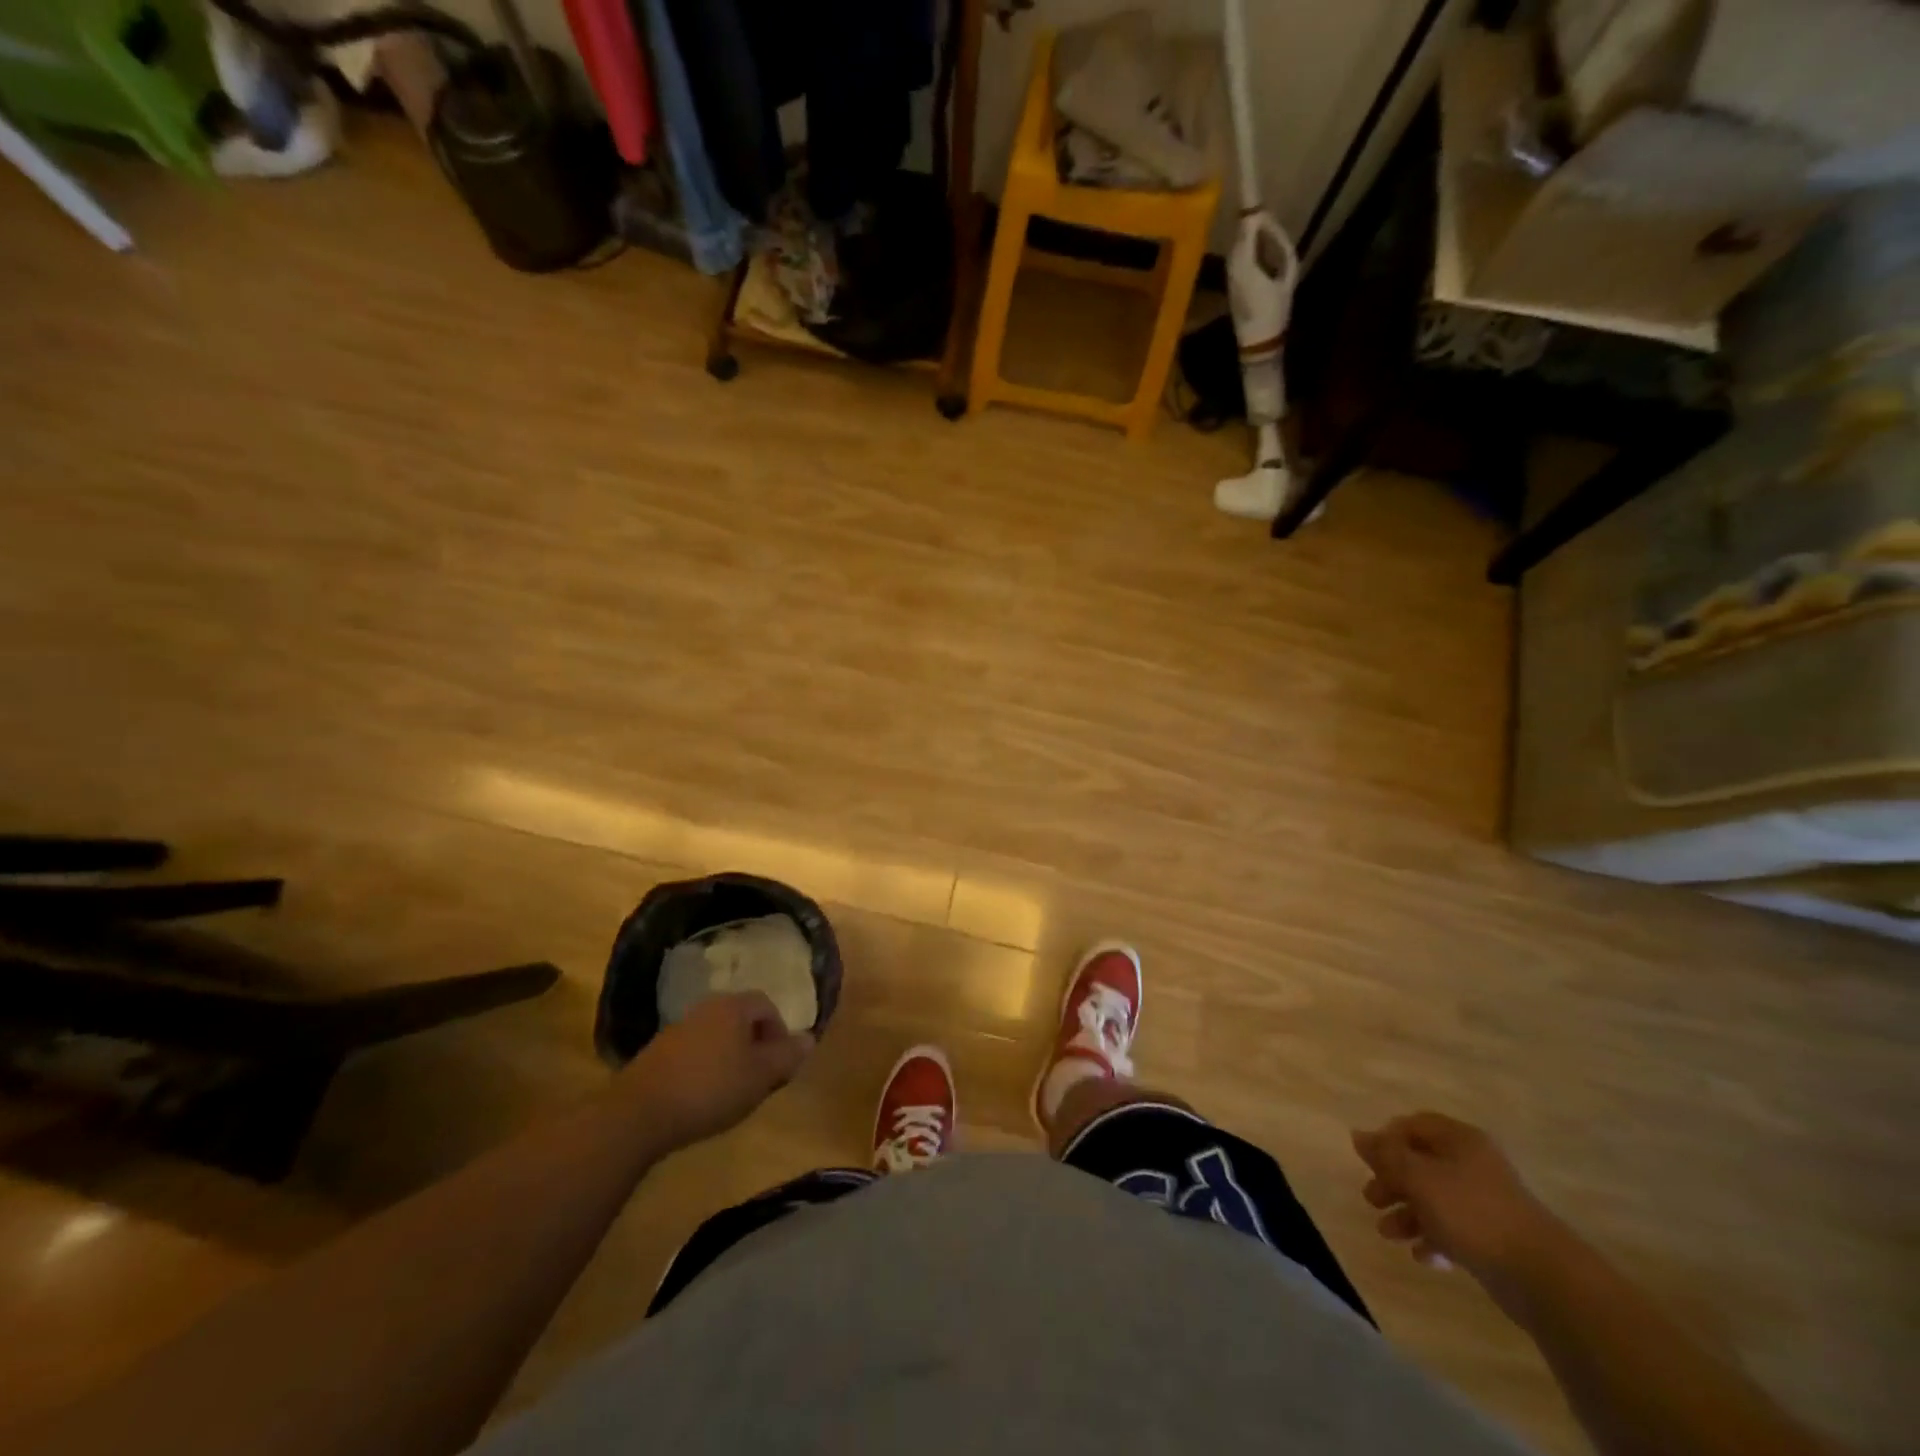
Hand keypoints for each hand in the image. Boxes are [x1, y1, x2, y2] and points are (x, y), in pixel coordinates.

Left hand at [623, 993, 813, 1148]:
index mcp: (733, 1007)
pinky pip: (694, 1051)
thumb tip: (809, 1038)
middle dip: (755, 1045)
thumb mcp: (760, 1076)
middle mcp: (706, 1008)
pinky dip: (706, 1067)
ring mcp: (678, 1028)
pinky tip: (702, 1096)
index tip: (780, 1063)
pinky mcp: (658, 1052)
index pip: (766, 1005)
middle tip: (760, 1078)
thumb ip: (787, 1056)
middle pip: (741, 1019)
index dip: (780, 1032)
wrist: (640, 1112)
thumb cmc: (711, 1088)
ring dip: (730, 1057)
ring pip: (717, 1035)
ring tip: (732, 1091)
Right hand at [1352, 1112, 1564, 1290]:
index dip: (1387, 1139)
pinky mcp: (1495, 1237)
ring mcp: (1486, 1202)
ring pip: (1435, 1198)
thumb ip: (1386, 1155)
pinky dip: (1434, 1238)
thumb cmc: (1472, 1213)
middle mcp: (1473, 1164)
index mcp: (1459, 1140)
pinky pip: (1455, 1229)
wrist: (1542, 1276)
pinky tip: (1423, 1256)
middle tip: (1372, 1199)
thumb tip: (1358, 1135)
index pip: (1413, 1125)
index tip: (1369, 1162)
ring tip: (1388, 1234)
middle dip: (1393, 1181)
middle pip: (1421, 1163)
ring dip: (1408, 1213)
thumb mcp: (1418, 1178)